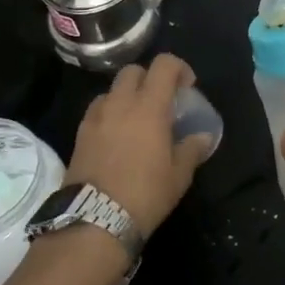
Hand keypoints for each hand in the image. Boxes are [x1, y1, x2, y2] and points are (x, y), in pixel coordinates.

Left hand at [67, 53, 212, 238]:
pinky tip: (116, 136)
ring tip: (135, 119)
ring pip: (112, 89)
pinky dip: (109, 112)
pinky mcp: (80, 133)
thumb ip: (192, 149)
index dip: (178, 68)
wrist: (94, 220)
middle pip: (134, 71)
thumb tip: (203, 137)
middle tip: (160, 102)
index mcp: (149, 106)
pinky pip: (97, 109)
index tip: (186, 87)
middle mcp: (121, 102)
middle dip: (149, 78)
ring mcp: (97, 116)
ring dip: (127, 95)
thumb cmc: (145, 194)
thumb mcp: (179, 176)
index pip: (164, 64)